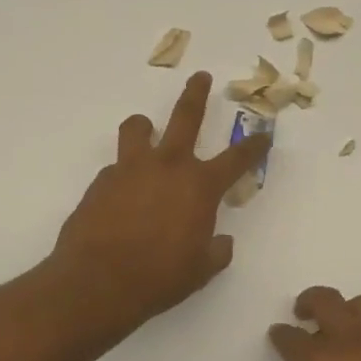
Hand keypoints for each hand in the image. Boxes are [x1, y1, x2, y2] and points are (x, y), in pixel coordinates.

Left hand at [50, 72, 269, 343]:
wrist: (97, 283)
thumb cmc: (159, 278)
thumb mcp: (200, 270)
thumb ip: (216, 251)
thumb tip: (222, 242)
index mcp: (200, 186)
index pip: (237, 158)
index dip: (254, 146)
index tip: (263, 134)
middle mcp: (168, 166)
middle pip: (186, 117)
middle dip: (196, 94)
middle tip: (201, 77)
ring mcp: (130, 169)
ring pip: (137, 129)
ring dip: (144, 126)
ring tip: (144, 130)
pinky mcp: (101, 181)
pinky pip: (116, 167)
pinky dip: (123, 173)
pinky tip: (121, 195)